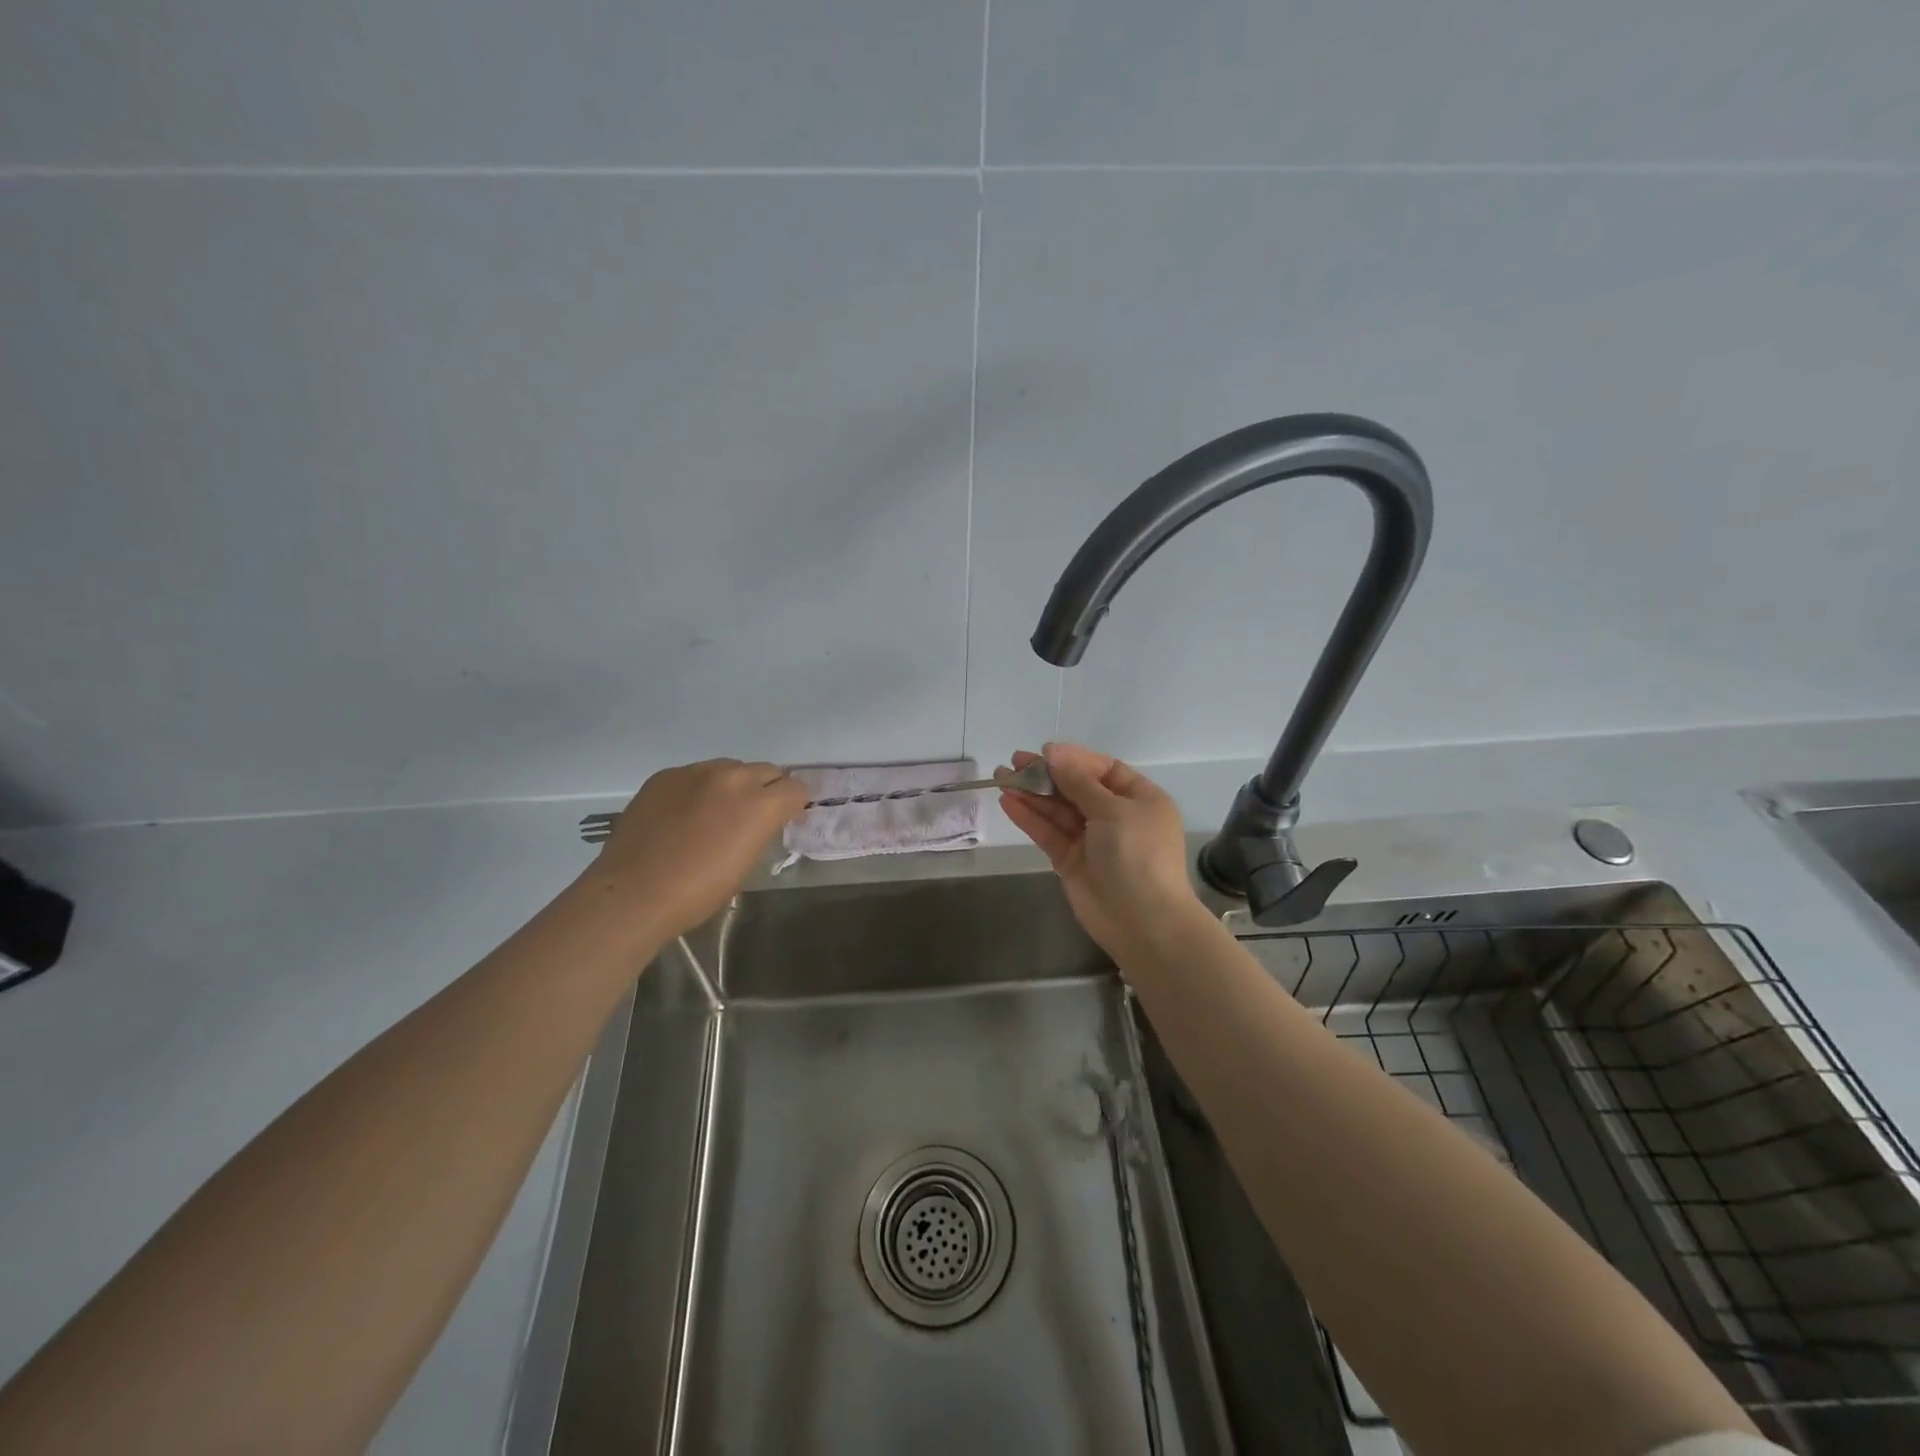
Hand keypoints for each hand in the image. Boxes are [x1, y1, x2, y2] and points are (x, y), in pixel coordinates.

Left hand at [577, 759, 808, 943]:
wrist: (634, 892)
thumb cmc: (698, 891)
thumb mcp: (746, 863)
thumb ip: (761, 830)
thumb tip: (762, 820)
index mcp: (760, 804)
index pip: (796, 789)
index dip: (794, 805)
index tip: (785, 820)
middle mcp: (733, 777)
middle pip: (767, 771)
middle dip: (768, 790)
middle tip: (754, 816)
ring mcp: (696, 772)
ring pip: (731, 768)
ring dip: (734, 785)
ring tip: (716, 813)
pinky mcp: (665, 775)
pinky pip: (695, 774)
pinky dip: (699, 789)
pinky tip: (684, 816)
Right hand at [998, 743, 1208, 961]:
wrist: (1143, 921)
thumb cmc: (1137, 855)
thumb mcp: (1113, 810)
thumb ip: (1079, 782)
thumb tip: (1054, 754)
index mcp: (1139, 799)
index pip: (1103, 770)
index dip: (1074, 759)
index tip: (1044, 752)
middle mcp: (1116, 816)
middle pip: (1076, 788)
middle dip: (1047, 775)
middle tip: (1014, 762)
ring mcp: (1092, 840)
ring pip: (1058, 810)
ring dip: (1032, 794)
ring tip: (1002, 776)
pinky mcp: (1071, 861)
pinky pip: (1049, 833)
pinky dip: (1030, 818)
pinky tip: (1008, 801)